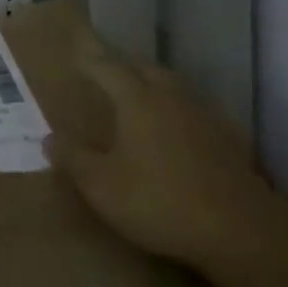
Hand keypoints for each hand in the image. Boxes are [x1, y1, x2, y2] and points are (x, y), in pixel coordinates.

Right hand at [45, 46, 270, 275]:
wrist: (238, 229)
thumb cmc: (159, 201)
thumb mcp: (102, 187)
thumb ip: (74, 160)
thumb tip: (49, 137)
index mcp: (136, 98)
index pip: (107, 67)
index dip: (90, 61)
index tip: (77, 57)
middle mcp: (168, 95)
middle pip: (143, 69)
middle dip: (123, 68)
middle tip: (107, 76)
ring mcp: (201, 114)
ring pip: (171, 88)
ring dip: (152, 87)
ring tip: (139, 100)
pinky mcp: (226, 138)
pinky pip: (192, 112)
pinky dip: (177, 114)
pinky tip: (176, 133)